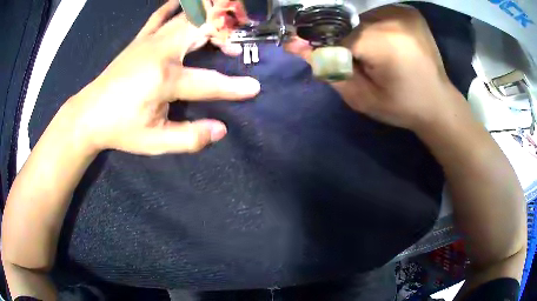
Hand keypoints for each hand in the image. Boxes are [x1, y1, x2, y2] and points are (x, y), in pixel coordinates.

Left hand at [65, 0, 259, 155]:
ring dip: (210, 19)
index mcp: (163, 77)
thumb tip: (220, 130)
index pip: (208, 81)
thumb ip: (189, 138)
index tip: (255, 87)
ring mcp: (149, 40)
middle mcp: (160, 50)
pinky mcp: (140, 39)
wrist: (88, 114)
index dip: (234, 87)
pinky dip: (177, 6)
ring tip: (221, 31)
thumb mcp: (154, 143)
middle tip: (238, 46)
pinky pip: (161, 15)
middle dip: (227, 32)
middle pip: (203, 28)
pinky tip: (186, 4)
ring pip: (188, 17)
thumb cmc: (120, 129)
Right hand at [285, 5, 461, 131]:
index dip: (321, 43)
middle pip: (348, 21)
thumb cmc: (402, 107)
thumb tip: (295, 45)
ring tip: (368, 50)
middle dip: (340, 37)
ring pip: (360, 14)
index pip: (336, 34)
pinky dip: (370, 23)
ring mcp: (402, 11)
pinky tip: (380, 40)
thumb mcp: (361, 98)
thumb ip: (328, 69)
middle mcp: (393, 19)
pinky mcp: (408, 11)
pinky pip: (376, 12)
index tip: (312, 52)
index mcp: (383, 43)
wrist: (438, 103)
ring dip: (355, 29)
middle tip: (350, 58)